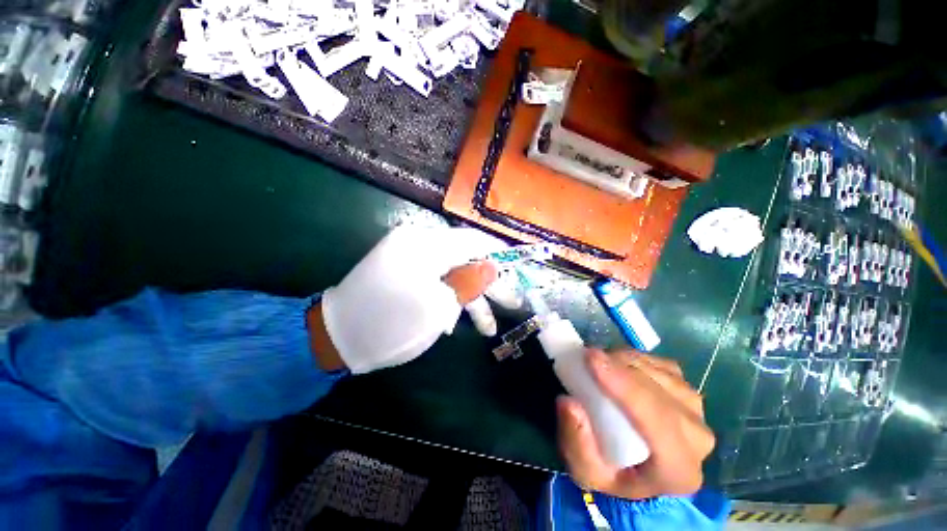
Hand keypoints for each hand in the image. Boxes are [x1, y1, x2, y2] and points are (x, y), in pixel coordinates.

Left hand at [316, 225, 506, 373]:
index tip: (519, 270)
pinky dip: (448, 296)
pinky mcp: (403, 268)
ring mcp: (409, 255)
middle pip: (466, 257)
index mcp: (426, 245)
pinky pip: (435, 277)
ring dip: (469, 297)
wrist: (336, 338)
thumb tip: (494, 266)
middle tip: (511, 304)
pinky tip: (453, 320)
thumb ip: (470, 283)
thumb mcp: (438, 306)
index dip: (500, 255)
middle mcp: (418, 242)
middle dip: (489, 283)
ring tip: (486, 327)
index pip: (474, 241)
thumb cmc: (392, 324)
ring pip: (452, 271)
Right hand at [557, 350, 714, 499]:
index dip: (625, 386)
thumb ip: (576, 441)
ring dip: (626, 361)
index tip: (592, 359)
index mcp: (678, 470)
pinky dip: (635, 358)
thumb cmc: (612, 473)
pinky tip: (616, 362)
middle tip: (588, 355)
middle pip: (661, 393)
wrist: (638, 471)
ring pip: (662, 373)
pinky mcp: (687, 391)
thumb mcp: (585, 470)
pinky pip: (662, 364)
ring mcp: (696, 411)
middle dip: (622, 368)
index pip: (658, 422)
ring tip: (599, 361)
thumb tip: (567, 402)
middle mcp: (697, 439)